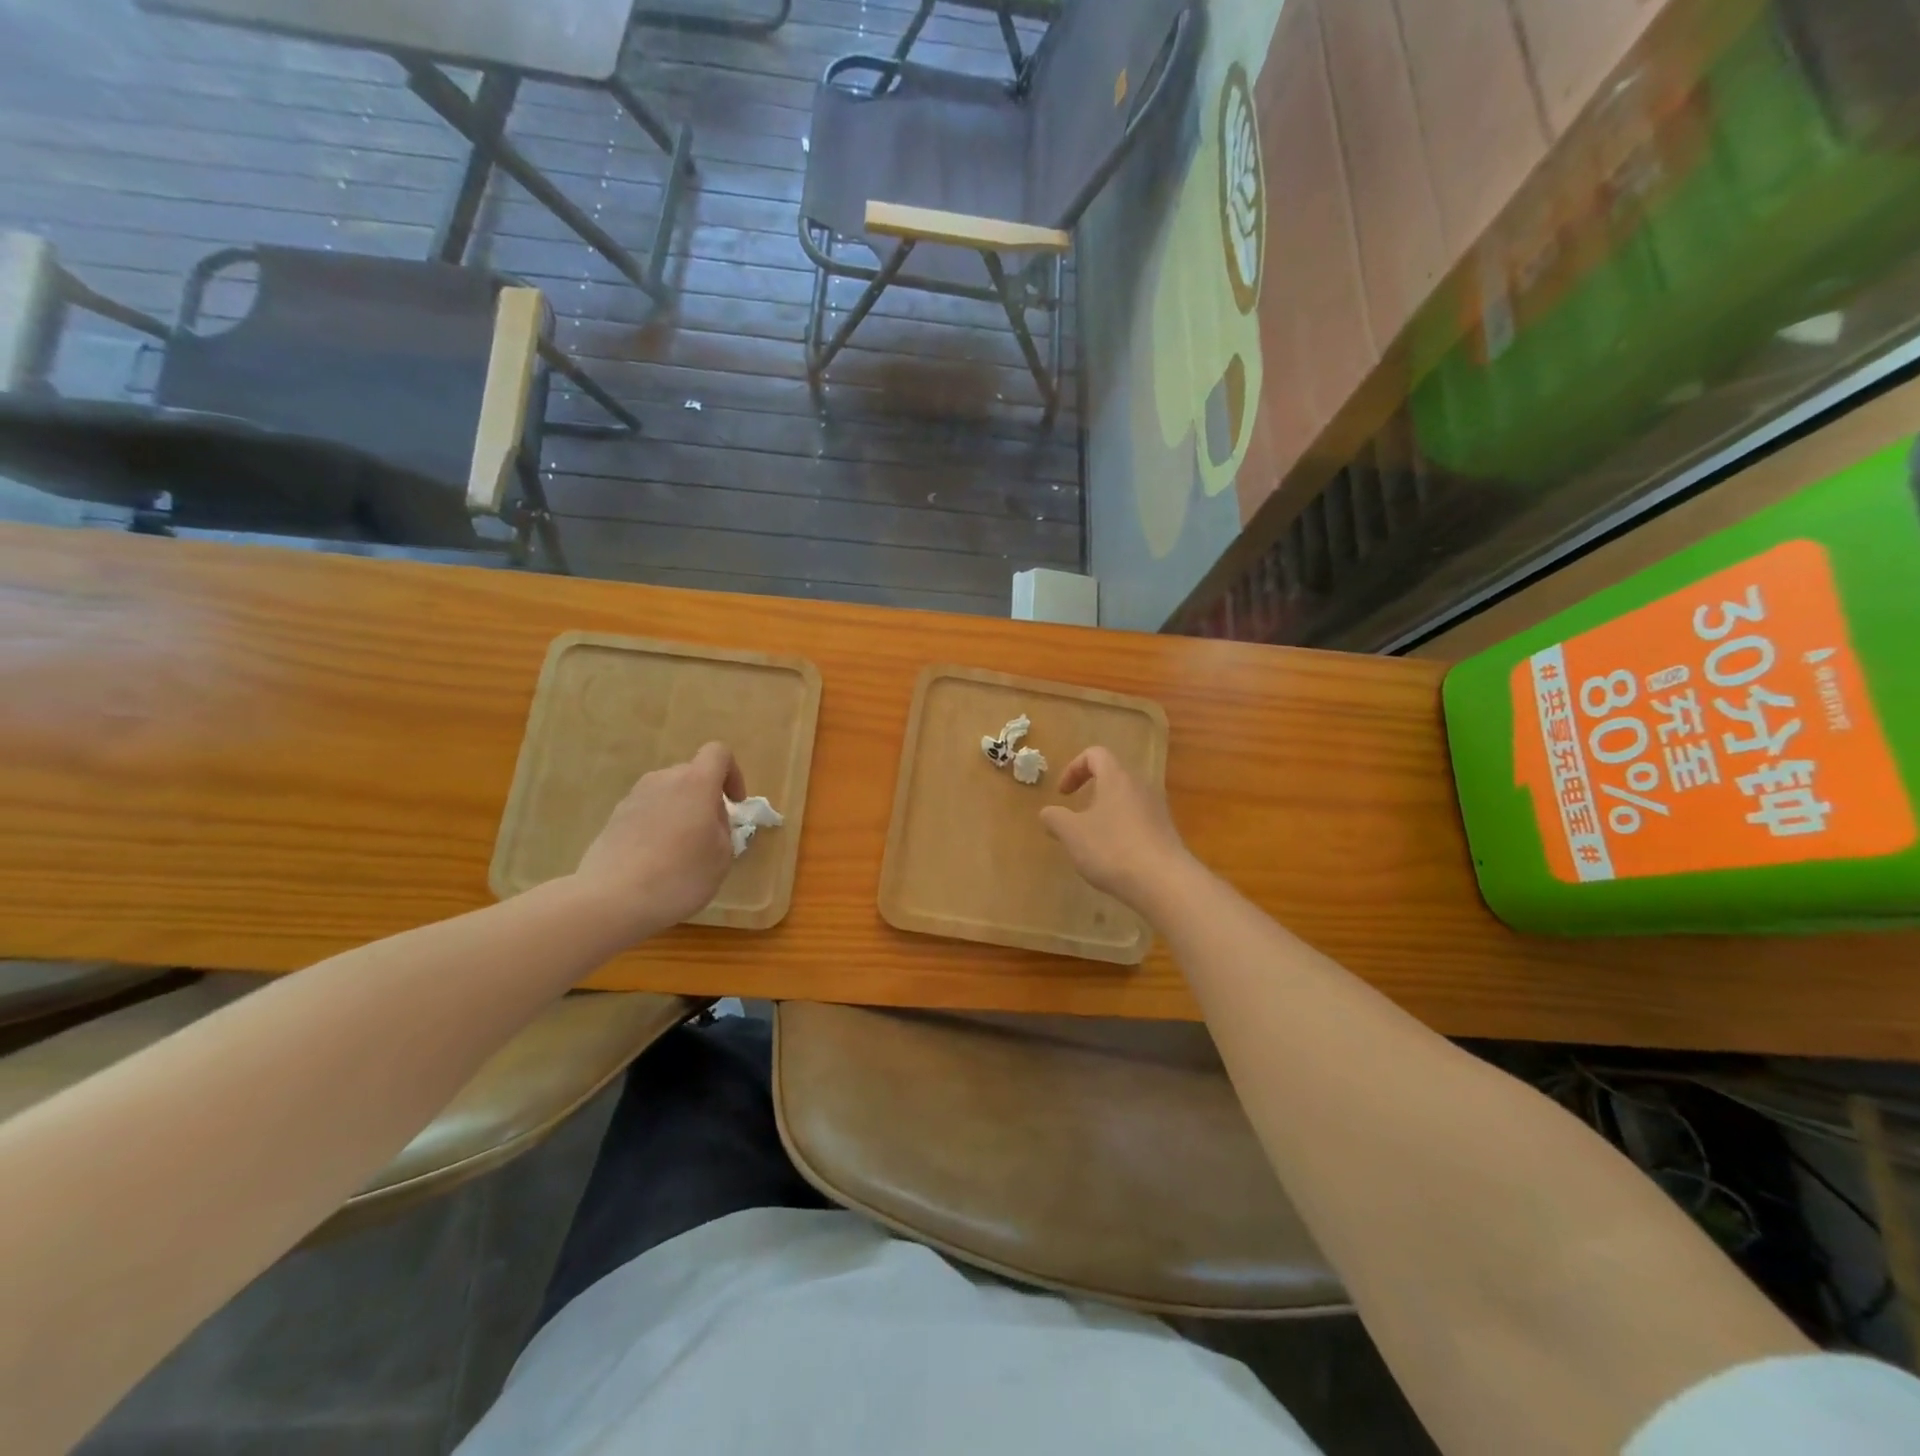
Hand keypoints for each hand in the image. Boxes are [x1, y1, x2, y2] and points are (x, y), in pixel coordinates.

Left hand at [571, 742, 744, 939]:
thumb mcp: (722, 857)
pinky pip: (647, 811)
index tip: (735, 804)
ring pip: (668, 793)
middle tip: (711, 834)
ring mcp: (634, 797)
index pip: (718, 753)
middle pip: (692, 774)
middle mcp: (663, 780)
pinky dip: (658, 826)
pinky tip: (656, 860)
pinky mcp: (613, 818)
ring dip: (681, 811)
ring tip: (682, 849)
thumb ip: (723, 828)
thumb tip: (711, 818)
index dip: (733, 774)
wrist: (611, 899)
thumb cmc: (679, 875)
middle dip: (706, 797)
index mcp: (695, 783)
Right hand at [1039, 747, 1197, 915]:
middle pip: (1112, 777)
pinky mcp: (1167, 833)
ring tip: (1092, 842)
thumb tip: (1048, 812)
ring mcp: (1158, 810)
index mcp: (1117, 778)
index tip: (1063, 794)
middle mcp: (1141, 787)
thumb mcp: (1072, 834)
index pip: (1095, 754)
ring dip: (1105, 814)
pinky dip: (1122, 832)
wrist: (1165, 883)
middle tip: (1075, 818)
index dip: (1073, 768)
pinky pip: (1138, 822)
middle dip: (1090, 794)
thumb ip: (1055, 818)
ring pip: (1126, 801)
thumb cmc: (1112, 849)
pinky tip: (1115, 859)